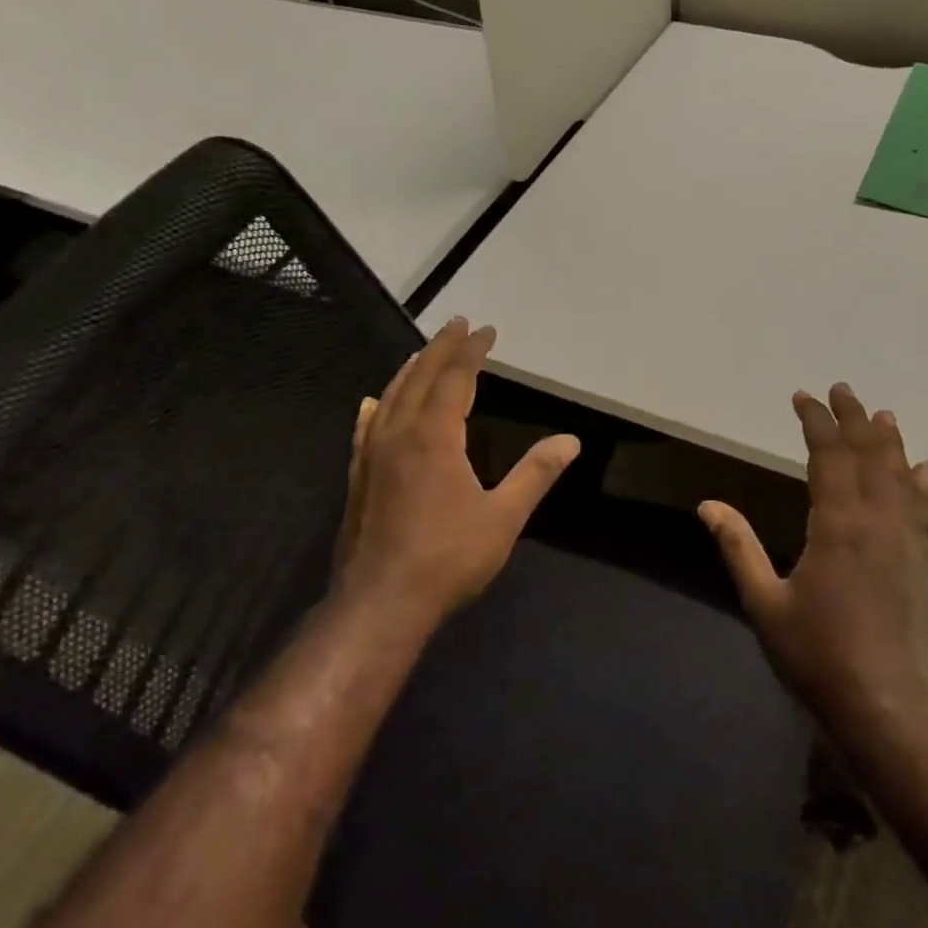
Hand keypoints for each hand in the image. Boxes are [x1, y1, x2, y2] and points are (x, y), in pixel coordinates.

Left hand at [333, 318, 579, 627]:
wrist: (380, 602)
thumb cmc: (447, 559)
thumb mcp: (502, 518)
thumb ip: (535, 475)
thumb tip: (570, 441)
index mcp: (434, 436)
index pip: (455, 378)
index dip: (472, 352)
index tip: (486, 331)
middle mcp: (399, 433)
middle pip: (420, 377)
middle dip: (441, 348)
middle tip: (458, 325)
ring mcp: (372, 454)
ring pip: (390, 396)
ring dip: (410, 370)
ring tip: (423, 353)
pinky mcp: (357, 476)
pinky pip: (366, 427)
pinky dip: (376, 407)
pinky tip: (372, 402)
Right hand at [699, 384, 927, 744]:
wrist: (889, 709)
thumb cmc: (818, 657)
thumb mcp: (764, 603)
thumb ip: (738, 548)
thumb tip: (708, 505)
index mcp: (838, 526)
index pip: (829, 456)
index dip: (816, 423)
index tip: (803, 398)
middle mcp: (878, 524)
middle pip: (869, 457)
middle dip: (854, 420)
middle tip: (843, 390)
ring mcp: (908, 545)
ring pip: (901, 479)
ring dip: (890, 444)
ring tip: (884, 417)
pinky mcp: (923, 567)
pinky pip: (924, 511)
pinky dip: (921, 485)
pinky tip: (924, 471)